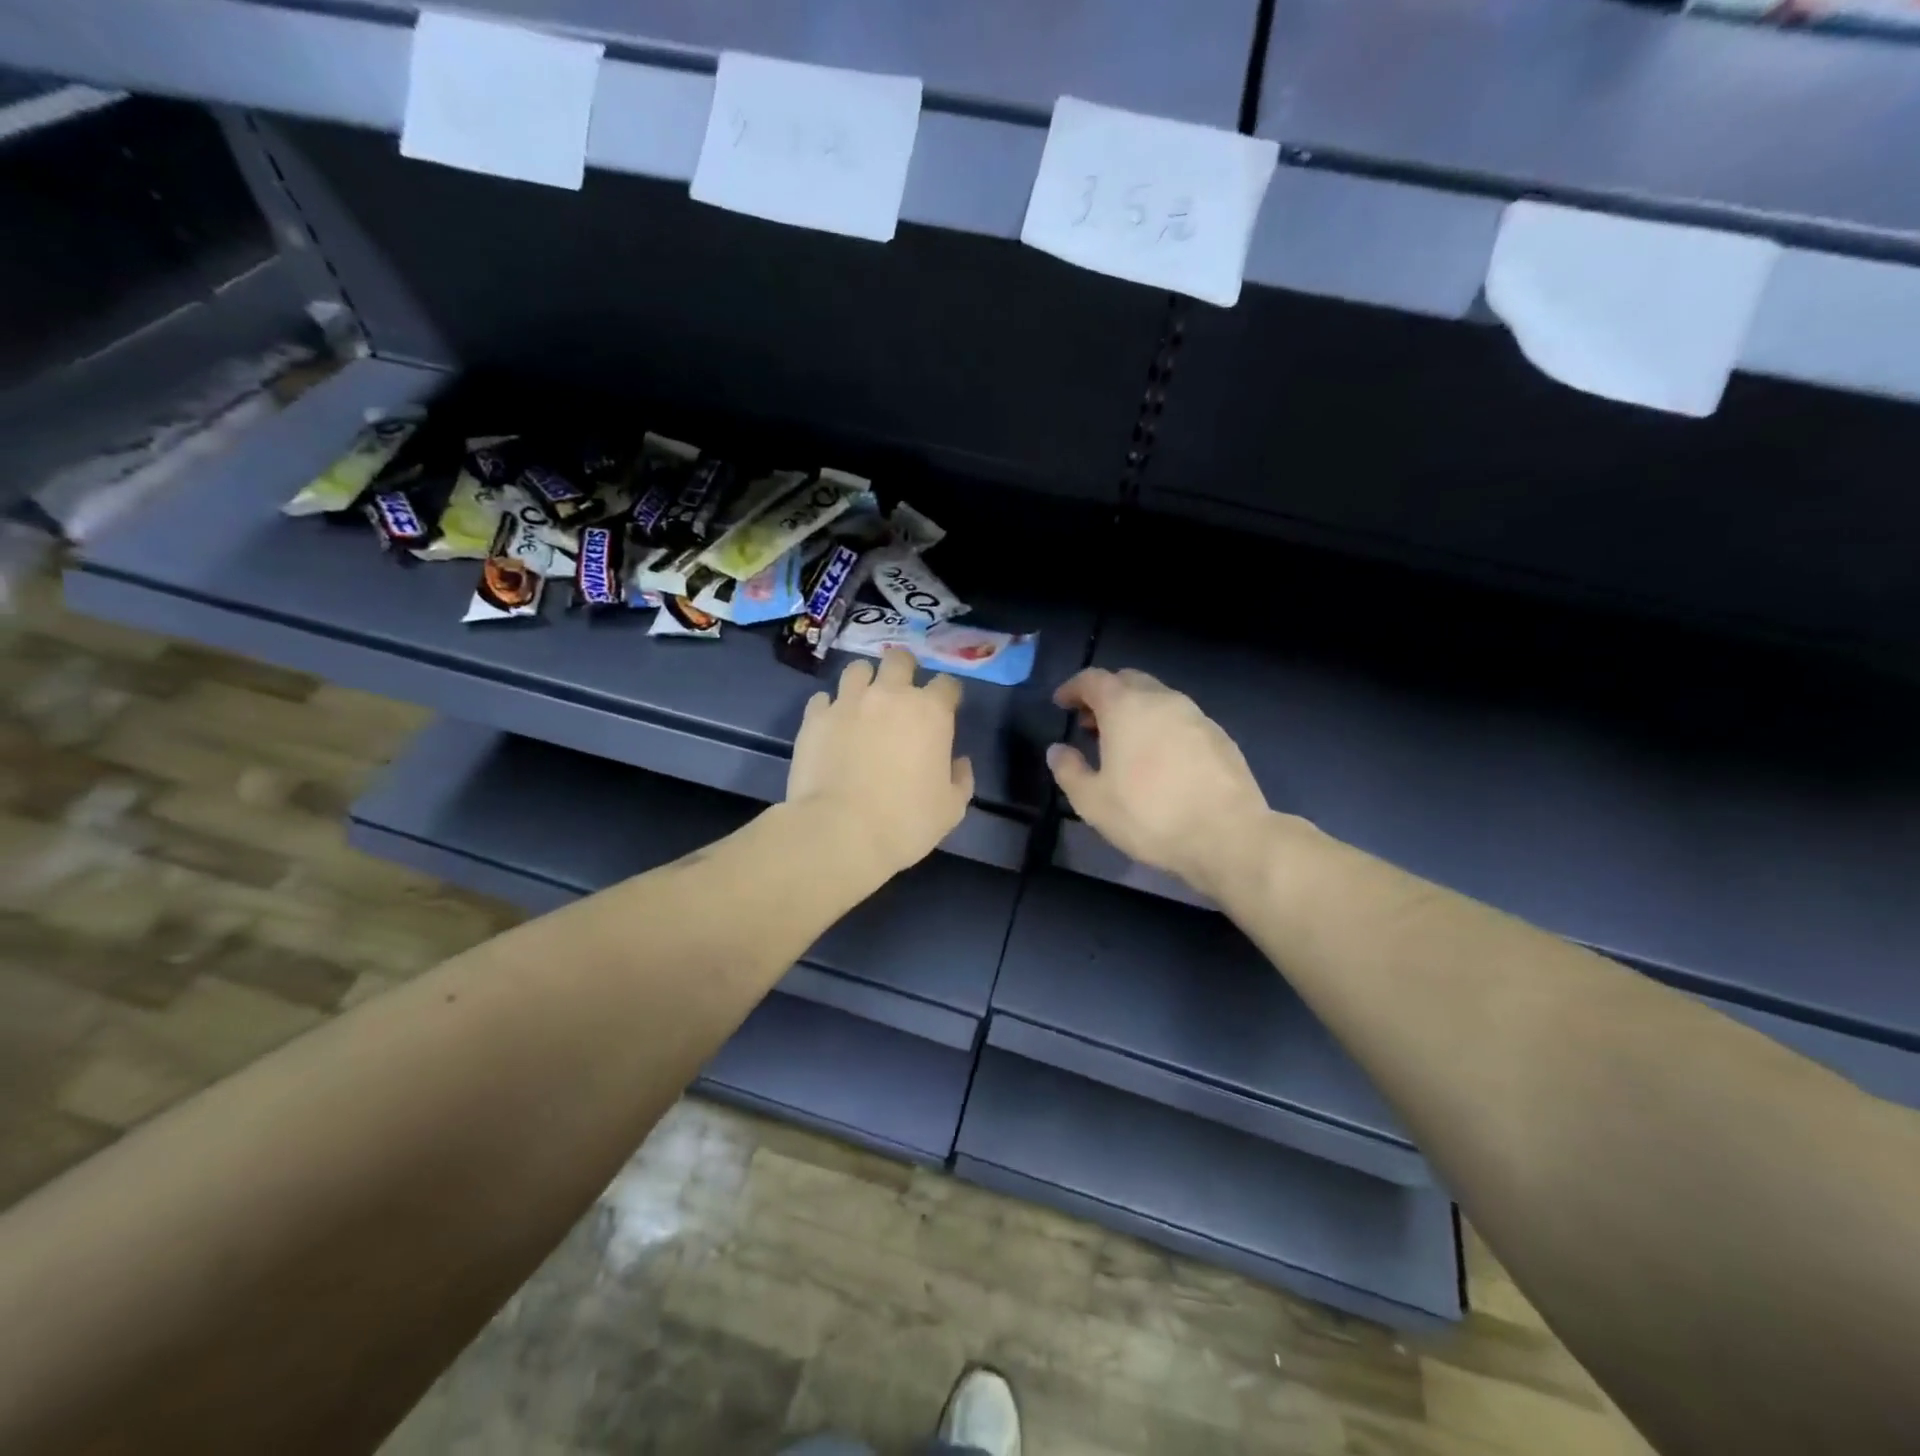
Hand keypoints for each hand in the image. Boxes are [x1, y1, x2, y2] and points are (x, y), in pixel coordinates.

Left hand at [787, 649, 973, 878]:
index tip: (945, 709)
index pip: (947, 683)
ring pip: (857, 669)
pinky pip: (823, 698)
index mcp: (930, 712)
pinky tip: (833, 725)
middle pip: (899, 659)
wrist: (841, 832)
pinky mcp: (815, 717)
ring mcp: (848, 702)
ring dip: (864, 681)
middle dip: (904, 670)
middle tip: (902, 694)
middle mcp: (890, 695)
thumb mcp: (951, 809)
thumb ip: (961, 779)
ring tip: (863, 702)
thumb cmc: (906, 822)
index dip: (947, 694)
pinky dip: (830, 707)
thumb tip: (958, 762)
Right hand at [1048, 667, 1269, 897]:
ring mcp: (1195, 715)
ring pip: (1157, 699)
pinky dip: (1161, 727)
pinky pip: (1180, 720)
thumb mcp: (1092, 802)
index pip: (1093, 679)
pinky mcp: (1219, 736)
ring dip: (1134, 711)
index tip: (1061, 703)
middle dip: (1105, 695)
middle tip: (1090, 723)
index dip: (1073, 688)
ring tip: (1123, 744)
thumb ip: (1068, 770)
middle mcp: (1162, 699)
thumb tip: (1057, 750)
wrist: (1228, 835)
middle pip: (1127, 681)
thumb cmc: (1150, 815)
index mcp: (1125, 707)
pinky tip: (1159, 760)